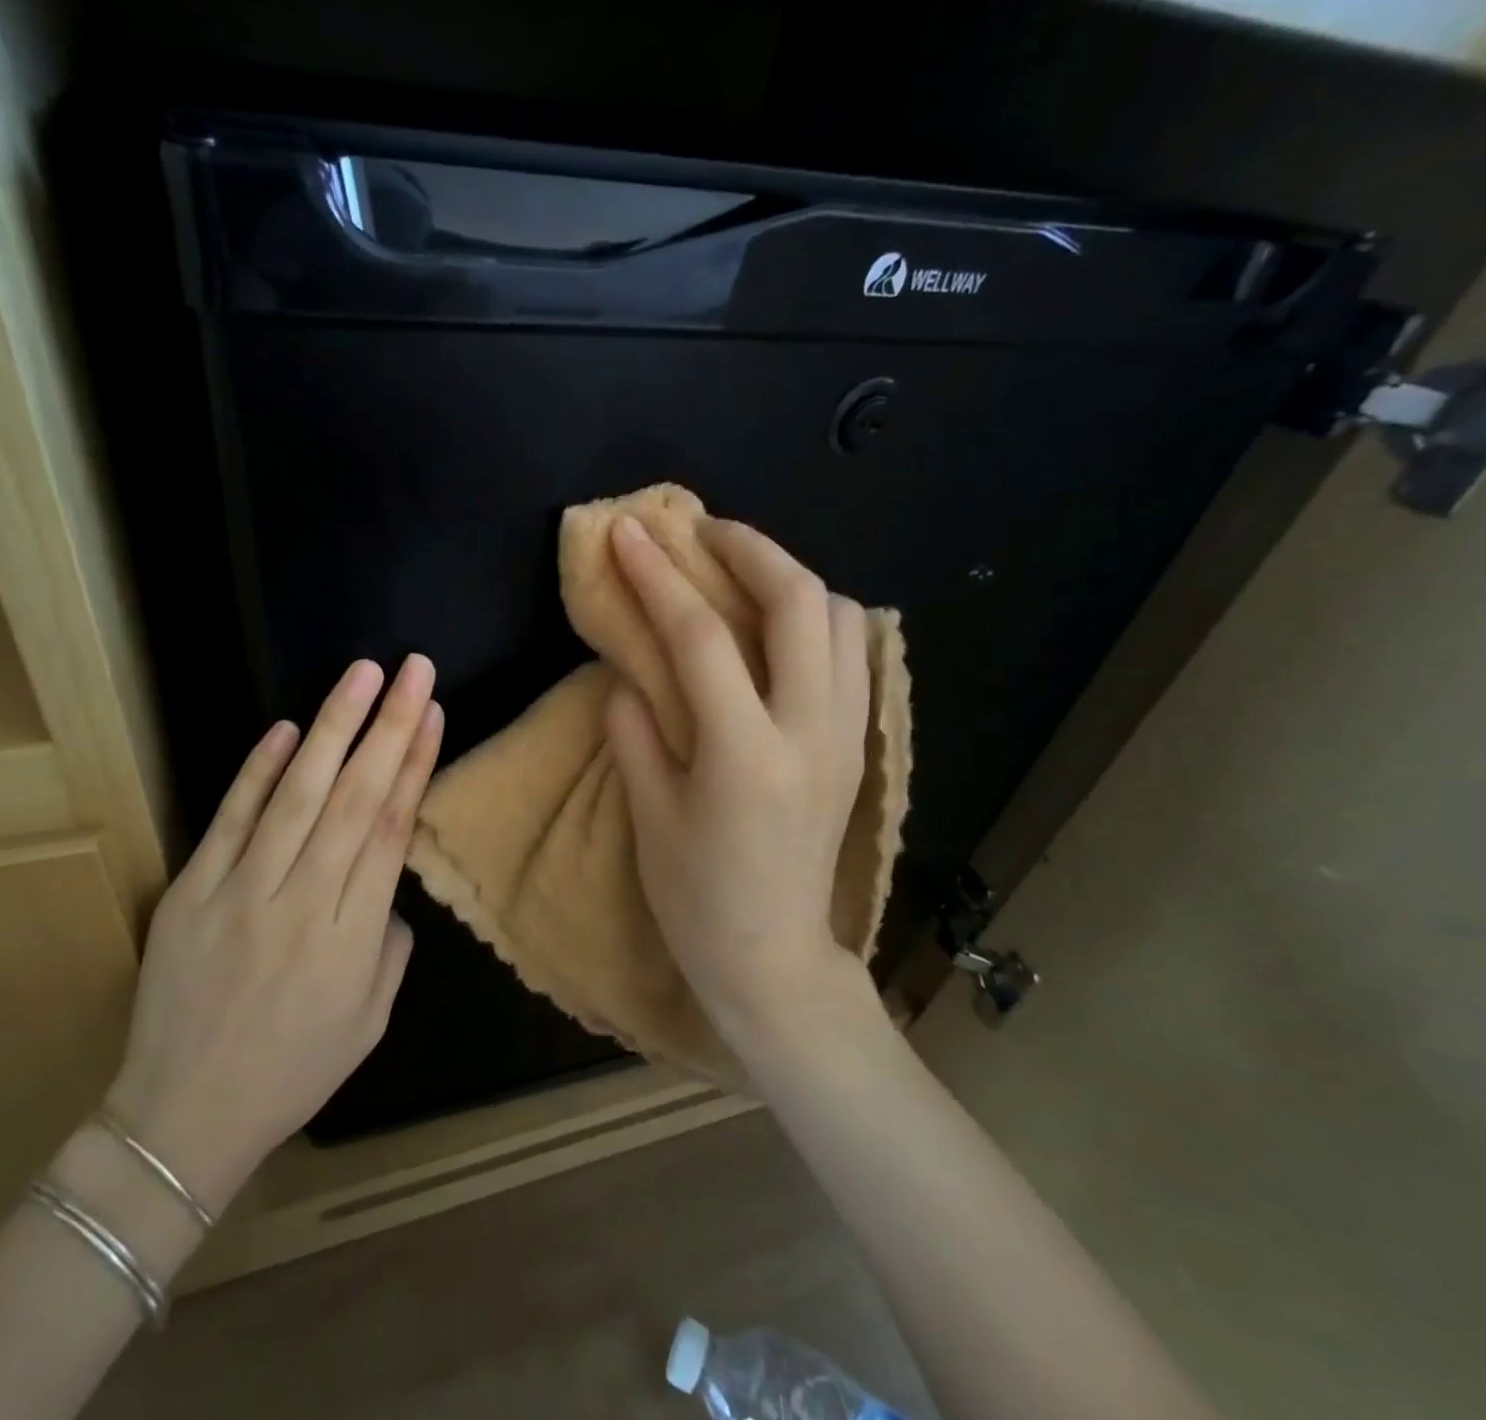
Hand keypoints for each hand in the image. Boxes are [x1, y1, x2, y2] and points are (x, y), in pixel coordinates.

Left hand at [106, 656, 442, 1205]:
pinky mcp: (191, 892)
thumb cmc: (293, 1071)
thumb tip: (386, 883)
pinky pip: (230, 821)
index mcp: (352, 937)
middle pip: (354, 798)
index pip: (390, 830)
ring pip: (297, 796)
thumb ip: (391, 943)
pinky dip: (258, 772)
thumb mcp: (371, 1021)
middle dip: (389, 726)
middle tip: (413, 668)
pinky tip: (287, 729)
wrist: (183, 1117)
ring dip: (333, 729)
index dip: (416, 765)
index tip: (433, 713)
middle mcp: (302, 902)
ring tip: (362, 675)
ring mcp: (240, 893)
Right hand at [604, 516, 882, 1055]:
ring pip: (843, 619)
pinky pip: (855, 654)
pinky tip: (781, 625)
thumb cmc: (696, 897)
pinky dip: (819, 618)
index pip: (701, 638)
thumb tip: (629, 669)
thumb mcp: (649, 814)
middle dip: (749, 549)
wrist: (773, 956)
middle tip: (703, 531)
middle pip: (799, 603)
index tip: (630, 534)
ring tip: (742, 573)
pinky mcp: (860, 746)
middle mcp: (812, 733)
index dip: (659, 576)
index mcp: (745, 756)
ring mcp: (848, 737)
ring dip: (791, 578)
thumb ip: (634, 729)